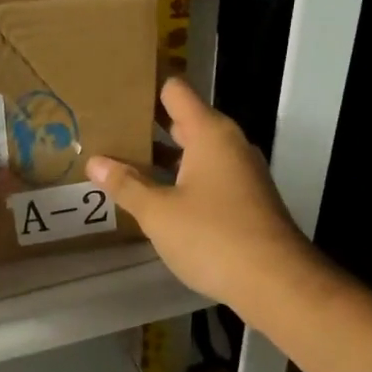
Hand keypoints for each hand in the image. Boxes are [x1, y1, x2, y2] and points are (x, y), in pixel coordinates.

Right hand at [86, 77, 311, 311]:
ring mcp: (240, 172)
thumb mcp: (159, 213)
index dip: (145, 88)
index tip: (114, 93)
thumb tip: (96, 162)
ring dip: (161, 158)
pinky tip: (153, 197)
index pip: (175, 90)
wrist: (276, 283)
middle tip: (106, 131)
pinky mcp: (244, 199)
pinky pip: (205, 176)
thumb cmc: (213, 237)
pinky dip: (179, 179)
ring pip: (194, 152)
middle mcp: (228, 144)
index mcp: (209, 133)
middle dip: (146, 126)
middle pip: (183, 120)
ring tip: (120, 163)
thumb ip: (126, 185)